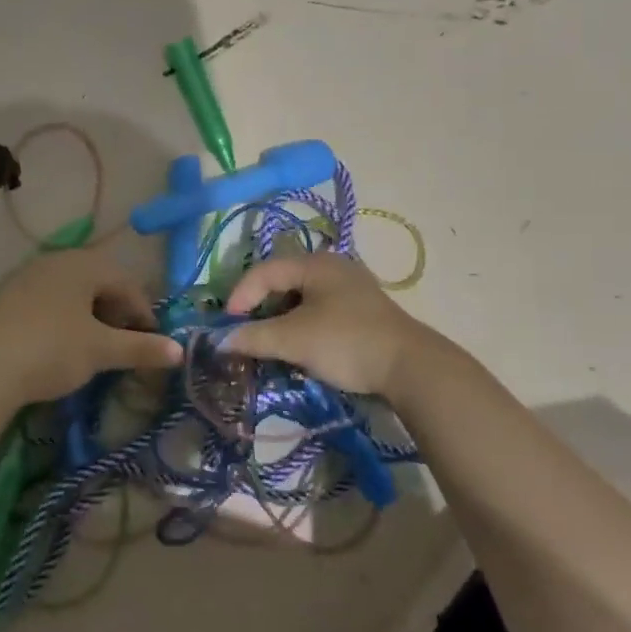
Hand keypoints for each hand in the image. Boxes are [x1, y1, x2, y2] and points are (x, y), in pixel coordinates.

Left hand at [0, 248, 180, 405]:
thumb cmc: (52, 349)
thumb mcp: (102, 350)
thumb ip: (142, 348)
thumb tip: (179, 352)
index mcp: (84, 264)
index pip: (126, 283)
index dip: (143, 313)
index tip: (151, 343)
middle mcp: (56, 261)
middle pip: (99, 282)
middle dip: (116, 311)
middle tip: (124, 343)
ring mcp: (27, 276)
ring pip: (72, 291)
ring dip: (90, 315)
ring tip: (94, 346)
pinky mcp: (6, 296)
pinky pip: (48, 300)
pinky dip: (64, 318)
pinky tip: (60, 344)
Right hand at [221, 252, 422, 395]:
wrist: (411, 368)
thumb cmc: (346, 342)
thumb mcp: (293, 340)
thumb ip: (253, 338)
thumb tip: (219, 341)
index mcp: (316, 263)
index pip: (264, 271)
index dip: (241, 296)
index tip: (229, 326)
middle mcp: (333, 268)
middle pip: (282, 282)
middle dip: (260, 309)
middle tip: (247, 334)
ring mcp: (351, 289)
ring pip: (301, 299)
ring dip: (280, 321)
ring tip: (271, 345)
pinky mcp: (362, 312)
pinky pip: (319, 312)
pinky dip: (301, 327)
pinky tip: (300, 349)